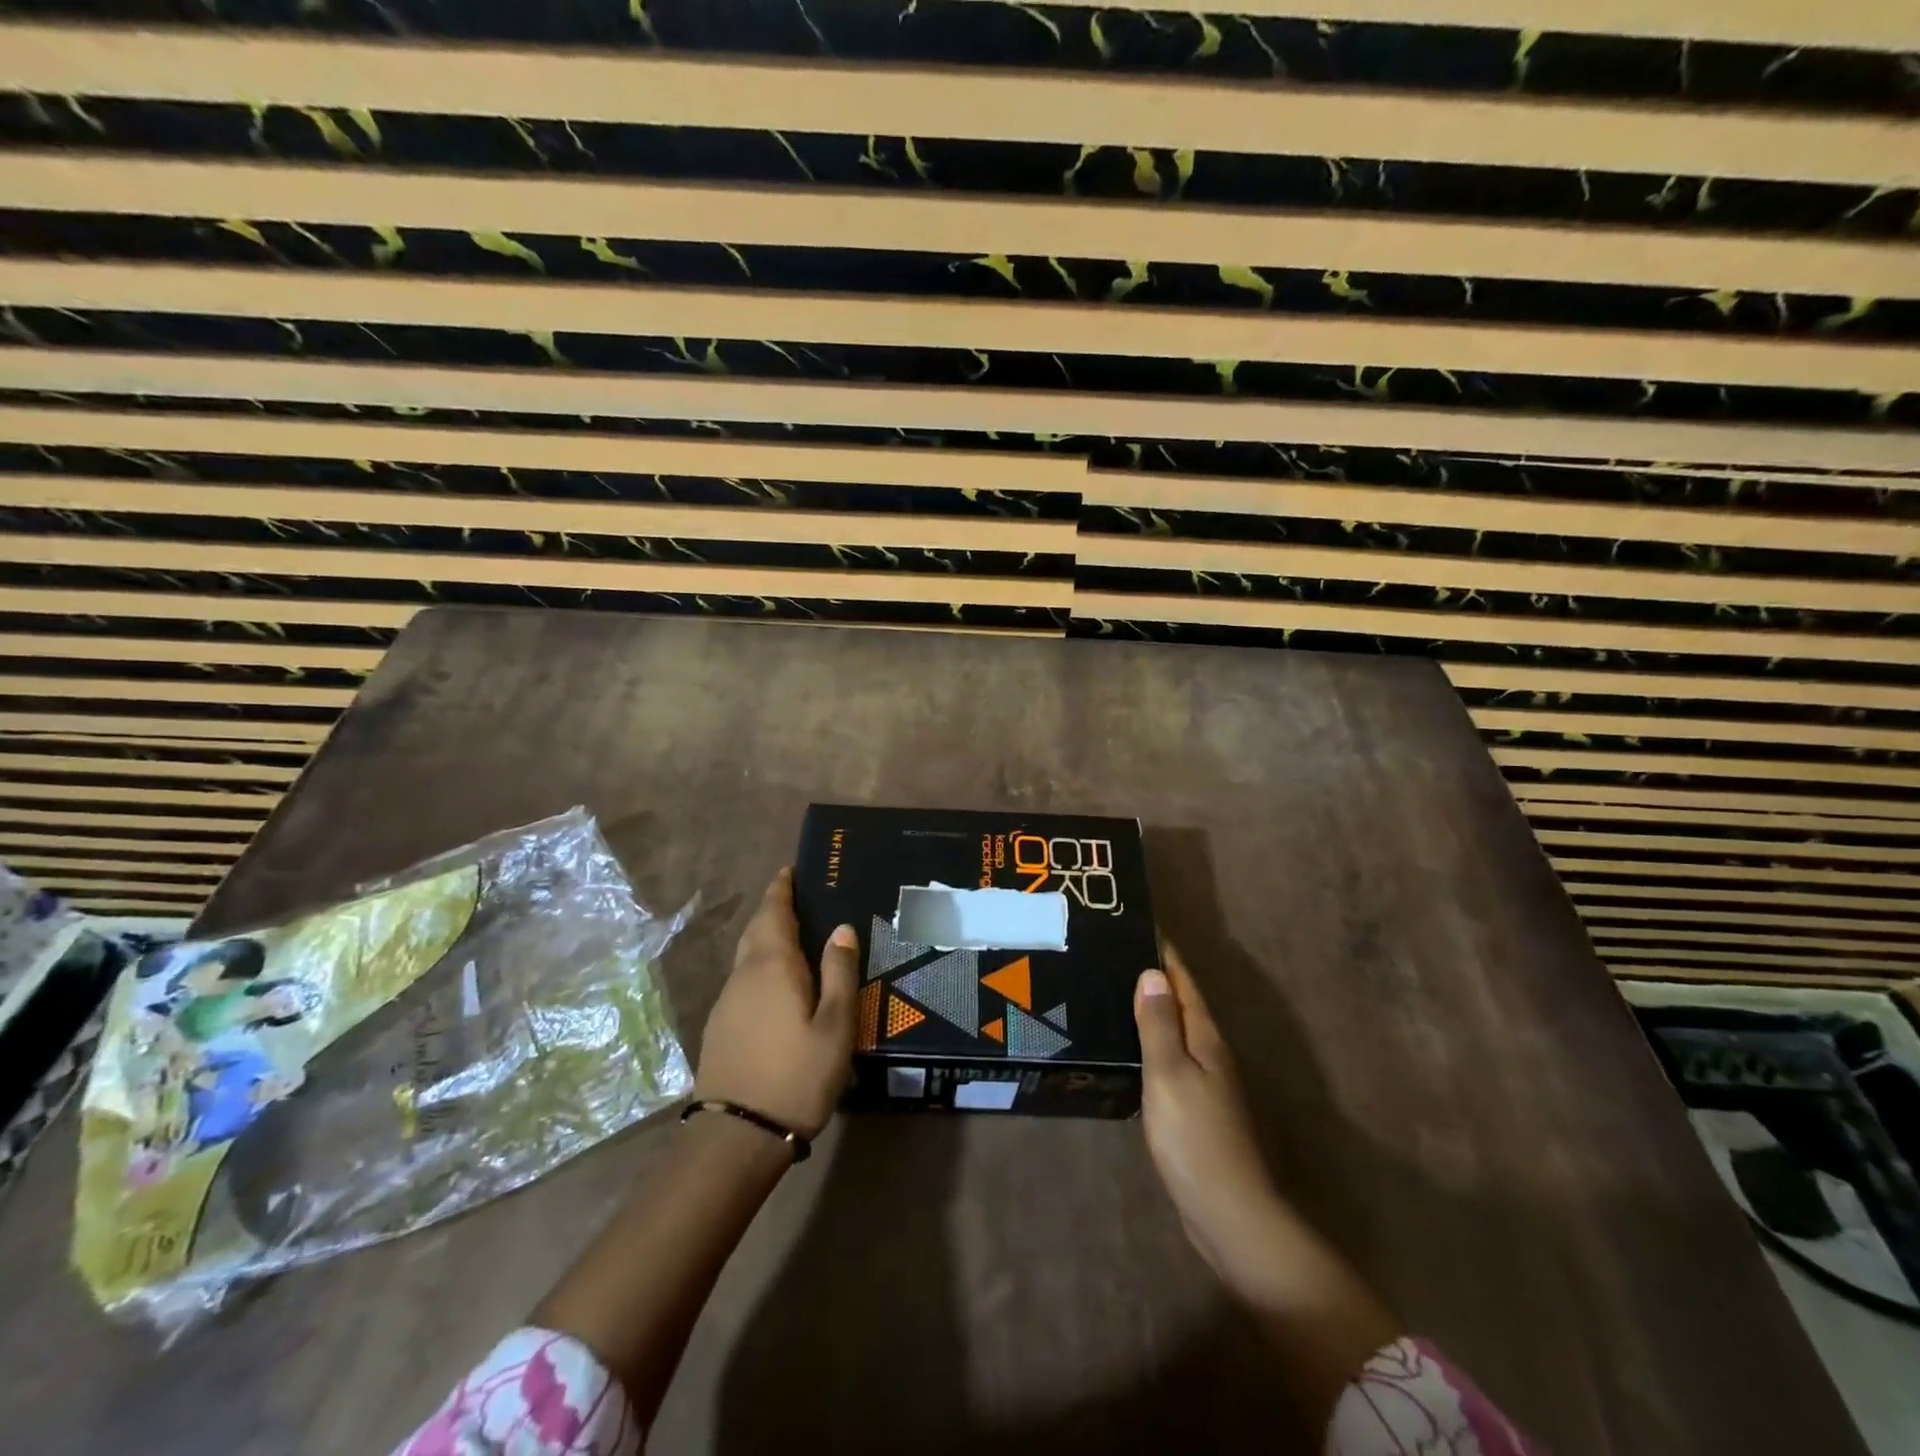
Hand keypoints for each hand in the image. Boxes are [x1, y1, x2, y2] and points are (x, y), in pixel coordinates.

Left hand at [694, 868, 858, 1138]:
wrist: (736, 1137)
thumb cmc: (797, 1075)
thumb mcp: (835, 1026)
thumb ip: (839, 973)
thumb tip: (841, 929)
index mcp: (772, 965)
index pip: (773, 911)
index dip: (781, 888)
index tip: (790, 870)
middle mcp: (743, 975)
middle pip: (756, 929)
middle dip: (773, 909)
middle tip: (797, 898)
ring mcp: (726, 1002)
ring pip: (747, 956)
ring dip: (766, 938)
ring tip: (794, 936)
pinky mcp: (720, 1027)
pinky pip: (743, 979)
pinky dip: (760, 966)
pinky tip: (777, 983)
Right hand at [1134, 942, 1292, 1303]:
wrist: (1229, 1213)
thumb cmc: (1195, 1138)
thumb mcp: (1170, 1075)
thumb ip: (1159, 1025)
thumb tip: (1152, 973)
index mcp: (1205, 1038)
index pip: (1182, 982)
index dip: (1164, 954)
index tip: (1138, 926)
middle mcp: (1210, 1053)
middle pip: (1180, 1003)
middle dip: (1154, 976)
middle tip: (1114, 954)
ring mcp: (1205, 1082)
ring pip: (1175, 1031)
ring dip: (1152, 1009)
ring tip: (1114, 991)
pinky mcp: (1195, 1108)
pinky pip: (1170, 1058)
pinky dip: (1151, 1042)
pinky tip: (1129, 1047)